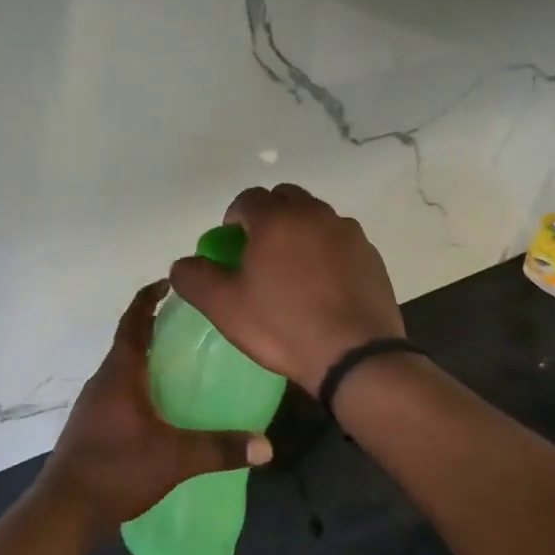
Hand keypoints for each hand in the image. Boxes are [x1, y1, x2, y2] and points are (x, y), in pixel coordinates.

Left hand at [37, 282, 272, 531]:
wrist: (65, 509)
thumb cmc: (116, 469)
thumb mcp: (174, 458)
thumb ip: (220, 448)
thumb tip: (267, 445)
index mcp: (120, 373)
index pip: (133, 321)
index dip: (148, 297)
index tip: (169, 282)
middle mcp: (103, 380)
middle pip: (129, 342)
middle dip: (155, 329)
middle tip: (191, 327)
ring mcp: (94, 403)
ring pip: (124, 369)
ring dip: (147, 359)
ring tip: (182, 366)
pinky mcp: (92, 425)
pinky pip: (119, 392)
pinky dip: (140, 386)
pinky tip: (162, 409)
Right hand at [168, 184, 403, 395]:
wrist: (355, 356)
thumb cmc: (283, 326)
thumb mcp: (224, 307)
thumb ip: (195, 278)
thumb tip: (183, 264)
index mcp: (277, 219)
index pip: (248, 198)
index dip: (234, 217)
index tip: (231, 246)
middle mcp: (315, 215)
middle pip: (285, 198)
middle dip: (268, 216)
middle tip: (259, 252)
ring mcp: (348, 233)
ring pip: (316, 217)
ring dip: (299, 231)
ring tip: (293, 270)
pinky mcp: (371, 255)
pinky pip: (340, 240)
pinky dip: (326, 251)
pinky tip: (322, 285)